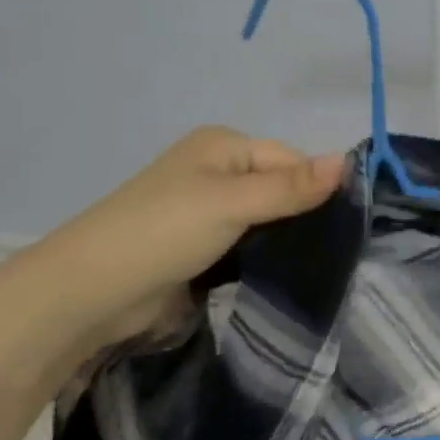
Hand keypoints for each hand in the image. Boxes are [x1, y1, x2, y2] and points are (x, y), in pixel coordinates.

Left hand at [41, 127, 345, 346]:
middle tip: (336, 251)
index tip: (343, 226)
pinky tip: (286, 275)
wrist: (91, 293)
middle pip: (280, 188)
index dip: (315, 188)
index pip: (291, 160)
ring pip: (266, 220)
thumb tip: (348, 161)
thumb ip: (291, 187)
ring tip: (318, 266)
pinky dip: (265, 257)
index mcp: (223, 146)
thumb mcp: (233, 203)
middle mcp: (217, 171)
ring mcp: (207, 210)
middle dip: (303, 216)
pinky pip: (248, 245)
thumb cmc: (164, 231)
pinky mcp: (201, 247)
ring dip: (285, 241)